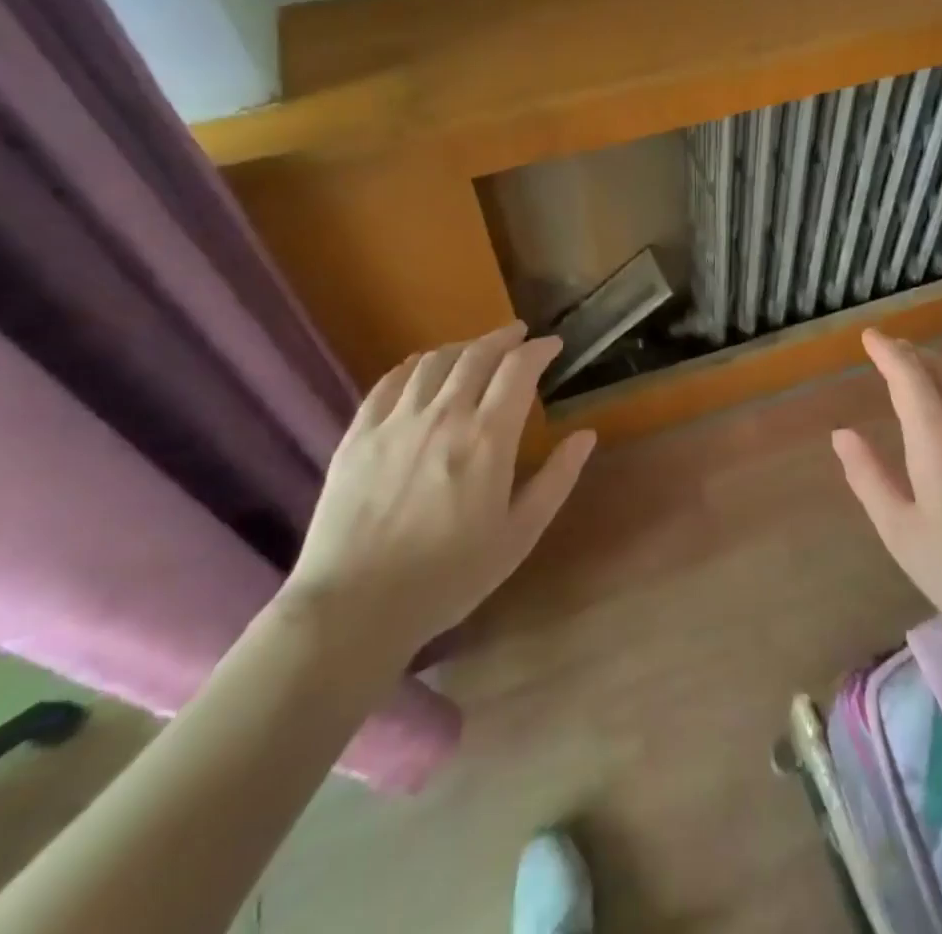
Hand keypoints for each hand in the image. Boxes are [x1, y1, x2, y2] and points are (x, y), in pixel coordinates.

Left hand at [278, 322, 595, 675]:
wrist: (355, 607)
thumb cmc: (449, 576)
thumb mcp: (519, 535)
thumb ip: (556, 480)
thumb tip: (586, 435)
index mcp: (487, 438)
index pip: (518, 370)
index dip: (539, 350)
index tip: (553, 345)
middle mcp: (443, 415)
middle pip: (477, 355)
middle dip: (504, 337)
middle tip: (519, 334)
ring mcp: (396, 421)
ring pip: (434, 362)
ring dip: (462, 347)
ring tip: (476, 349)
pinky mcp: (358, 434)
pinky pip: (389, 382)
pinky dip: (414, 365)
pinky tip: (422, 367)